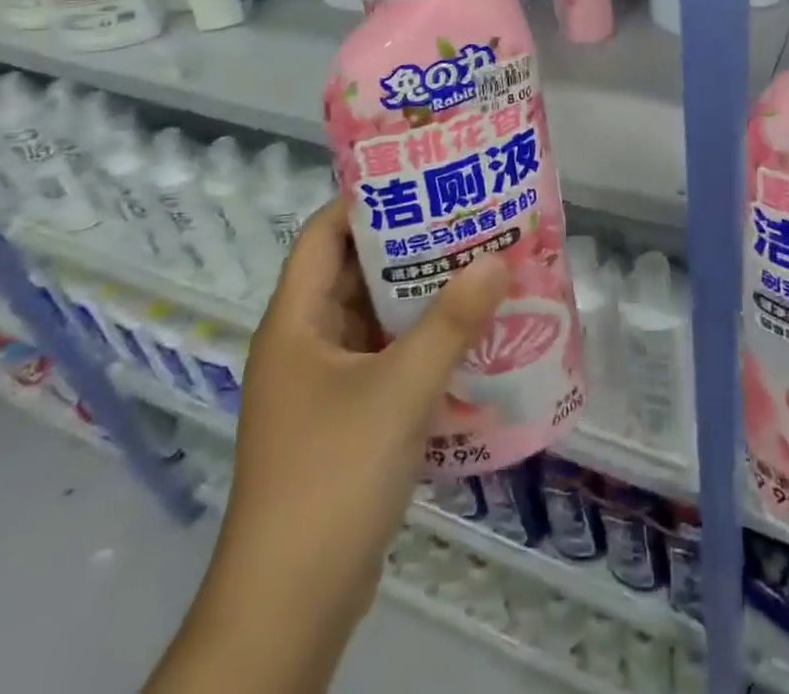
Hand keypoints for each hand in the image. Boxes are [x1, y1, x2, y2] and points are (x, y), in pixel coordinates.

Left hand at [145, 197, 509, 693]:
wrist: (290, 608)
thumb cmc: (333, 476)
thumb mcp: (401, 390)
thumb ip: (452, 322)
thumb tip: (498, 259)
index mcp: (295, 322)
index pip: (324, 234)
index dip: (366, 201)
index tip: (424, 181)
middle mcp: (304, 345)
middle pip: (354, 273)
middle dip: (409, 247)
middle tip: (468, 220)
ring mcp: (323, 387)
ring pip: (373, 320)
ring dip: (420, 298)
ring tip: (479, 267)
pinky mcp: (344, 423)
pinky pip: (385, 361)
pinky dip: (420, 344)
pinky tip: (468, 337)